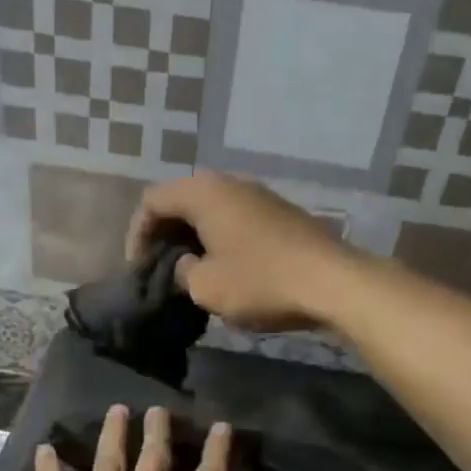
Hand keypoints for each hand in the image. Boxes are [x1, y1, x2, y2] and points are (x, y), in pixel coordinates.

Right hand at [125, 172, 356, 331]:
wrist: (333, 282)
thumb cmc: (261, 282)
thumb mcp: (206, 287)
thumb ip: (182, 272)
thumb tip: (187, 266)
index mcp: (204, 192)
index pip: (152, 201)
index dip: (137, 234)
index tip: (139, 269)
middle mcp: (230, 183)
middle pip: (182, 200)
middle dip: (165, 234)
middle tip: (161, 269)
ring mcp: (260, 196)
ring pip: (211, 210)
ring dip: (194, 238)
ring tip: (191, 273)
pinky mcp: (281, 215)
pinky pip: (236, 220)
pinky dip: (220, 240)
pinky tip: (226, 270)